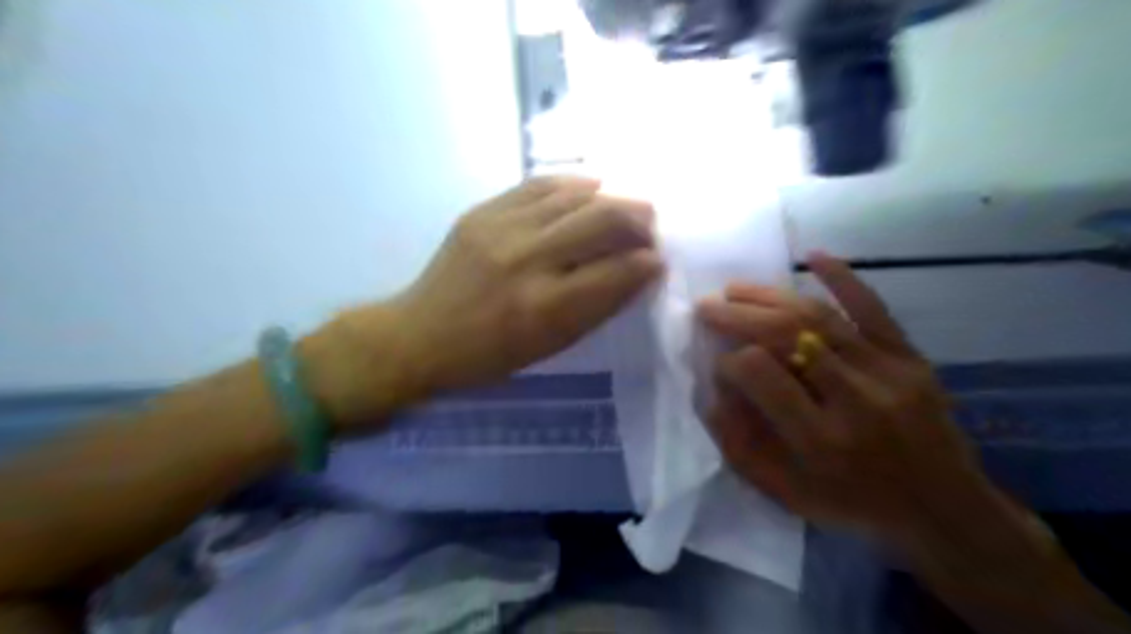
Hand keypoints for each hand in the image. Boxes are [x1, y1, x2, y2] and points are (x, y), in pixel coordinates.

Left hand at [307, 177, 664, 427]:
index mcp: (545, 307)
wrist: (420, 334)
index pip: (615, 272)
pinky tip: (589, 188)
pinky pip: (538, 185)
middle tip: (650, 226)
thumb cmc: (489, 355)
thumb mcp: (550, 346)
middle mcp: (527, 260)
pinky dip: (572, 185)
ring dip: (610, 198)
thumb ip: (597, 307)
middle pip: (601, 221)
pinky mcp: (482, 212)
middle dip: (637, 220)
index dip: (646, 262)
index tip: (658, 259)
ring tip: (625, 206)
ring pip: (574, 197)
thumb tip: (638, 271)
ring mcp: (501, 229)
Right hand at [694, 252, 992, 543]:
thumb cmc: (853, 503)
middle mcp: (854, 398)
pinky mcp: (910, 357)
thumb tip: (712, 390)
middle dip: (737, 315)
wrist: (943, 508)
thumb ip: (739, 444)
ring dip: (769, 295)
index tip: (719, 364)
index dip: (728, 361)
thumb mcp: (784, 492)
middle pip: (785, 334)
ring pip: (818, 317)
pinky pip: (873, 308)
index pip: (759, 373)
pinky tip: (813, 256)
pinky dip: (843, 278)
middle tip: (707, 306)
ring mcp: (887, 371)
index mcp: (820, 439)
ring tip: (735, 289)